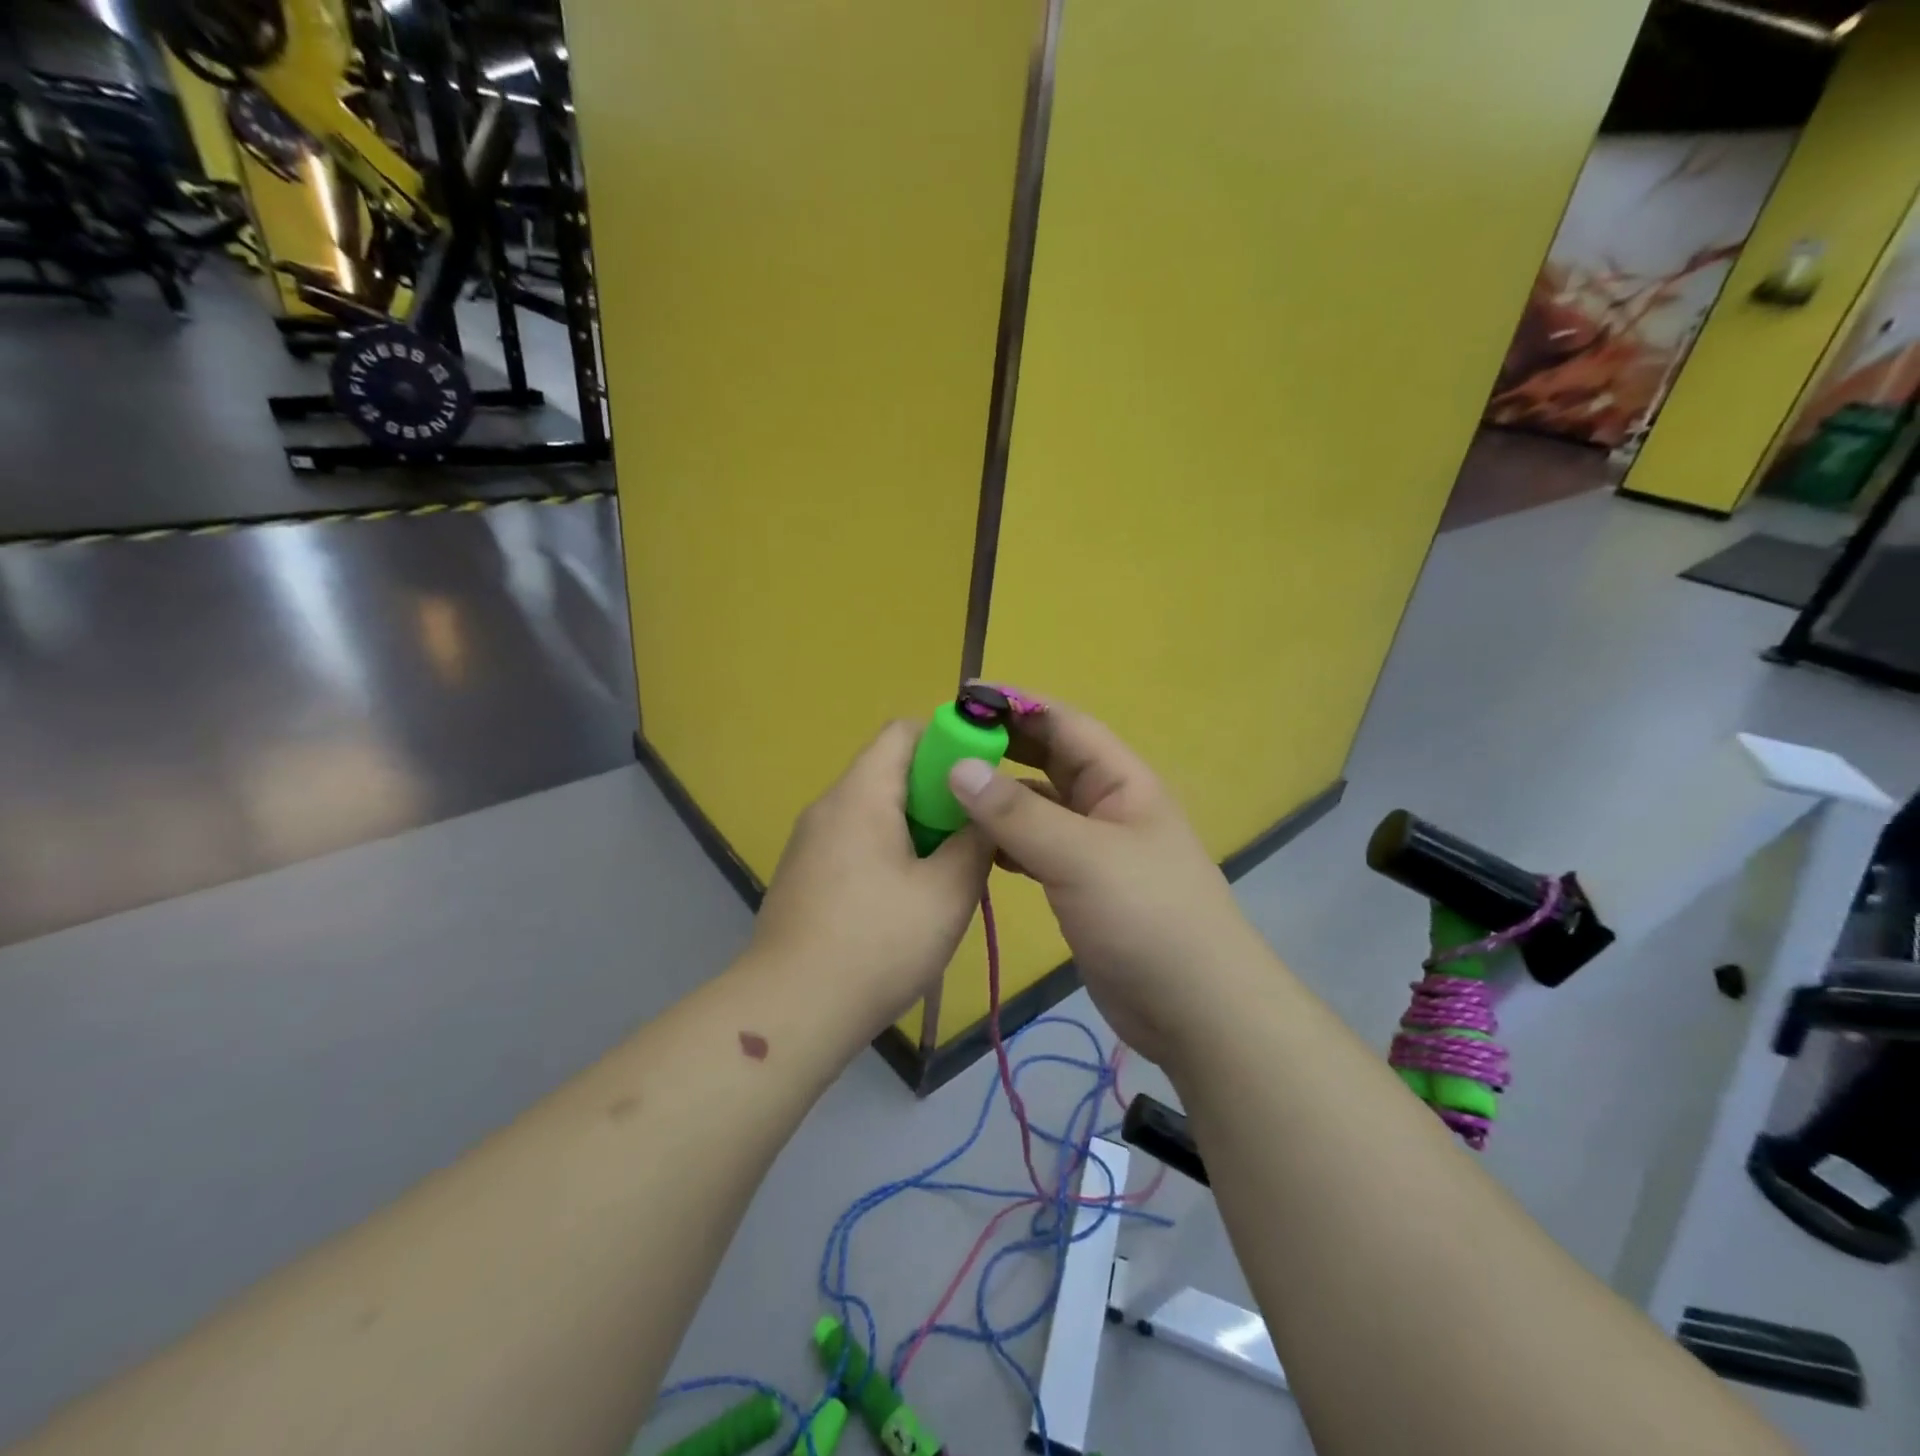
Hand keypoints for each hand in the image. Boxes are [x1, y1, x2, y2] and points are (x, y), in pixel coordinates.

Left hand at [752, 720, 992, 1029]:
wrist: (791, 1011)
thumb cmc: (877, 943)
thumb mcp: (948, 891)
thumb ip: (976, 840)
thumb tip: (986, 812)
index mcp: (861, 794)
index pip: (903, 731)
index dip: (949, 741)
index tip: (982, 779)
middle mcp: (828, 806)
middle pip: (889, 771)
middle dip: (939, 794)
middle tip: (974, 835)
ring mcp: (810, 843)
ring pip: (875, 811)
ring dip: (916, 829)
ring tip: (947, 872)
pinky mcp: (805, 876)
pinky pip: (856, 842)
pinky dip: (889, 853)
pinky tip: (907, 901)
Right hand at [946, 702, 1265, 1065]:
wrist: (1194, 1010)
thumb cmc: (1146, 917)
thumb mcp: (1081, 856)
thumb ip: (1017, 813)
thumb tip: (958, 767)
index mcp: (1121, 782)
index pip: (1064, 724)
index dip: (1016, 706)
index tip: (962, 698)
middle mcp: (1107, 806)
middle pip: (1048, 761)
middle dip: (1001, 748)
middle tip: (943, 744)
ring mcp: (1093, 849)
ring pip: (1037, 808)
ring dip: (997, 798)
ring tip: (944, 792)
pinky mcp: (1079, 886)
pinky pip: (1034, 848)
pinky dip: (1004, 842)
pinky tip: (971, 847)